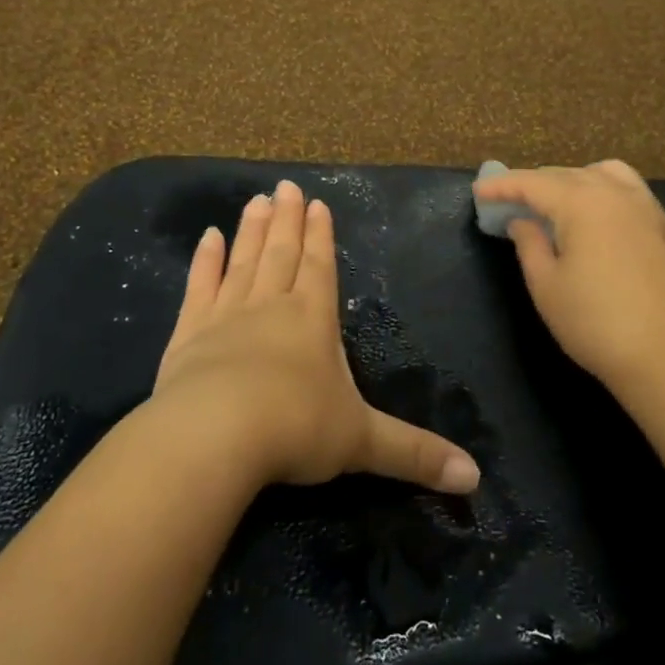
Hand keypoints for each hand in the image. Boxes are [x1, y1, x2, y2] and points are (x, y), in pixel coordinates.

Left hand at [156, 180, 480, 493]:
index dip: (320, 236)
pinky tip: (208, 238)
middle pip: (282, 253)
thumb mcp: (363, 443)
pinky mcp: (188, 333)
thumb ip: (415, 454)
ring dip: (252, 230)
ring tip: (257, 200)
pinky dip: (205, 262)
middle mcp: (271, 305)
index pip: (319, 266)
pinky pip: (199, 287)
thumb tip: (476, 479)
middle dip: (288, 220)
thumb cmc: (296, 429)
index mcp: (313, 318)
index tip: (317, 204)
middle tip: (286, 186)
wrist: (215, 435)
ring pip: (244, 261)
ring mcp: (226, 315)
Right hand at [473, 160, 664, 394]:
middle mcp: (616, 193)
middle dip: (534, 183)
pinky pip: (628, 190)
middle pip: (567, 174)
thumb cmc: (597, 323)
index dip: (502, 185)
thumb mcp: (547, 287)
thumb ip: (529, 245)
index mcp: (583, 203)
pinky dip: (603, 190)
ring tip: (556, 202)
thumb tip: (522, 221)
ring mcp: (648, 208)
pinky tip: (596, 217)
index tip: (479, 191)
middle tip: (509, 201)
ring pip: (604, 174)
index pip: (533, 182)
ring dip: (572, 180)